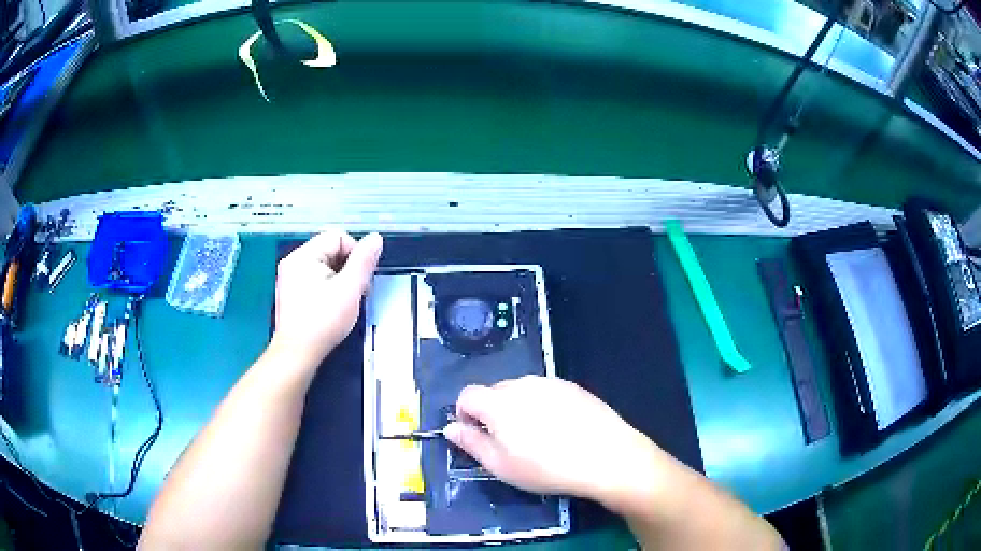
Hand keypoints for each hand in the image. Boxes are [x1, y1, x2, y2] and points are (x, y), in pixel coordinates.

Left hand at [271, 230, 382, 366]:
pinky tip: (331, 306)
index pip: (338, 236)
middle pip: (330, 249)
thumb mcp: (350, 290)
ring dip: (338, 279)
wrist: (297, 353)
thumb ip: (364, 261)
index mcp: (304, 255)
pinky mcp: (290, 291)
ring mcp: (289, 276)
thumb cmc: (322, 322)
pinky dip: (327, 287)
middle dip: (347, 267)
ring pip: (324, 265)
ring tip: (343, 301)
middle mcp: (293, 261)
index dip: (355, 254)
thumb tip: (376, 238)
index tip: (360, 279)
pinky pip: (314, 278)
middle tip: (354, 292)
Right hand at [443, 376, 669, 509]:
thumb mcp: (502, 465)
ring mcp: (550, 382)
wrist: (606, 456)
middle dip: (491, 412)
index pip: (467, 395)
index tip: (476, 435)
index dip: (464, 414)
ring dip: (517, 408)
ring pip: (520, 391)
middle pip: (493, 391)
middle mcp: (522, 384)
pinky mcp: (572, 386)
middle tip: (508, 442)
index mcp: (499, 402)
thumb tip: (450, 428)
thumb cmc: (548, 467)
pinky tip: (559, 428)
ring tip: (536, 437)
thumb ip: (471, 443)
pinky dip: (542, 405)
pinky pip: (545, 391)